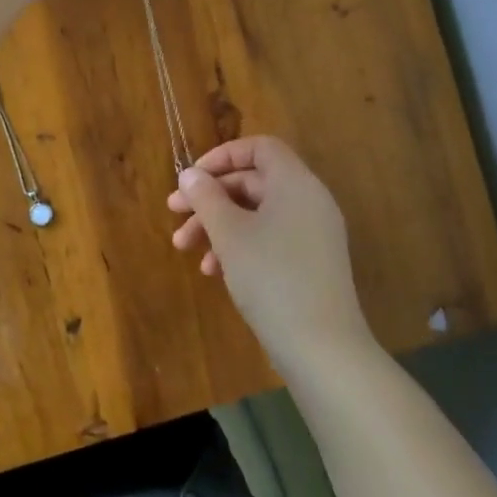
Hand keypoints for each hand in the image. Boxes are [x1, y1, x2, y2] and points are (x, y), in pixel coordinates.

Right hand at [167, 137, 371, 372]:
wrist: (322, 347)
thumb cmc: (271, 277)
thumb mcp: (229, 233)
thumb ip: (206, 197)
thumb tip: (190, 175)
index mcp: (295, 183)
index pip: (259, 148)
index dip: (222, 156)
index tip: (192, 178)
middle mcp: (309, 201)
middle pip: (253, 182)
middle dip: (210, 197)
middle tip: (174, 214)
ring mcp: (312, 234)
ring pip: (257, 214)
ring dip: (218, 225)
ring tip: (185, 249)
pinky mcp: (311, 263)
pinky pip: (270, 238)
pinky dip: (240, 246)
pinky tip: (214, 271)